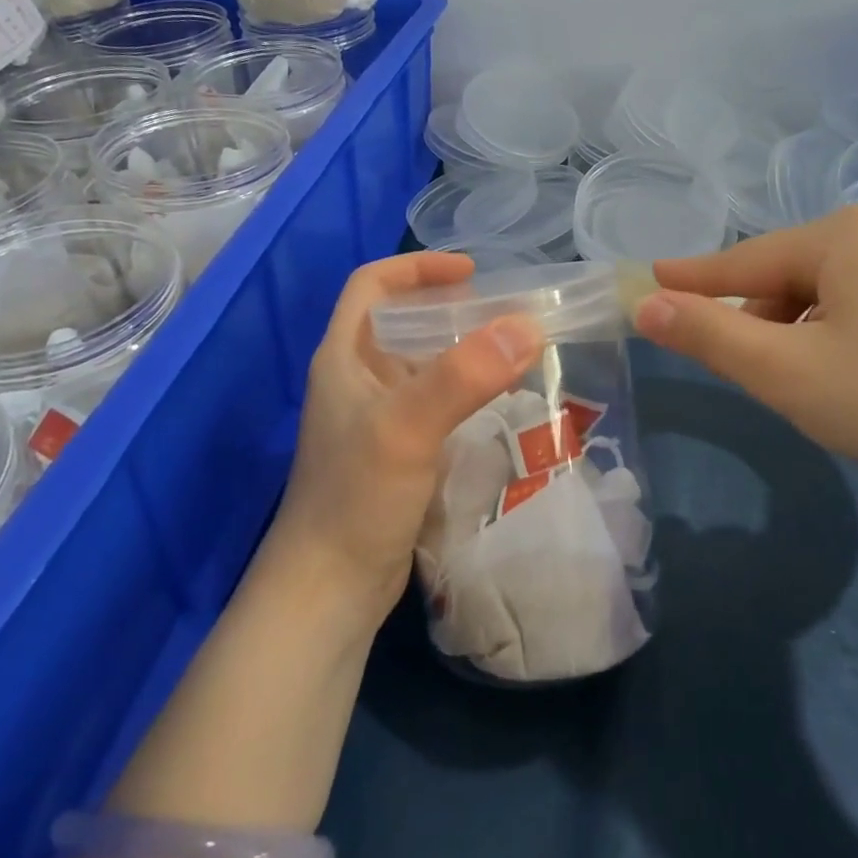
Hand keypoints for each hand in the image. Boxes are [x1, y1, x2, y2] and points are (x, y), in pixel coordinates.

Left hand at [266, 252, 543, 629]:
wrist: (329, 590)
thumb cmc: (356, 498)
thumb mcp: (407, 428)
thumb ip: (464, 374)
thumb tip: (528, 325)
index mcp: (344, 357)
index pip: (372, 286)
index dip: (417, 267)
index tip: (471, 270)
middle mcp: (357, 380)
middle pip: (402, 322)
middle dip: (451, 309)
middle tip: (505, 312)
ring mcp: (376, 419)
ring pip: (422, 365)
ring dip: (462, 352)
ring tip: (513, 351)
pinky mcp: (396, 453)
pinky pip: (434, 404)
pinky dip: (464, 392)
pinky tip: (498, 402)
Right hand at [633, 206, 857, 509]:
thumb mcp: (785, 372)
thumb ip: (708, 335)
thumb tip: (644, 304)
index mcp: (845, 236)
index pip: (746, 259)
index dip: (694, 278)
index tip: (652, 278)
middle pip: (794, 275)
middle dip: (761, 318)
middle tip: (748, 368)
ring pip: (838, 294)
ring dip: (805, 331)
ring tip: (807, 382)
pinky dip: (849, 336)